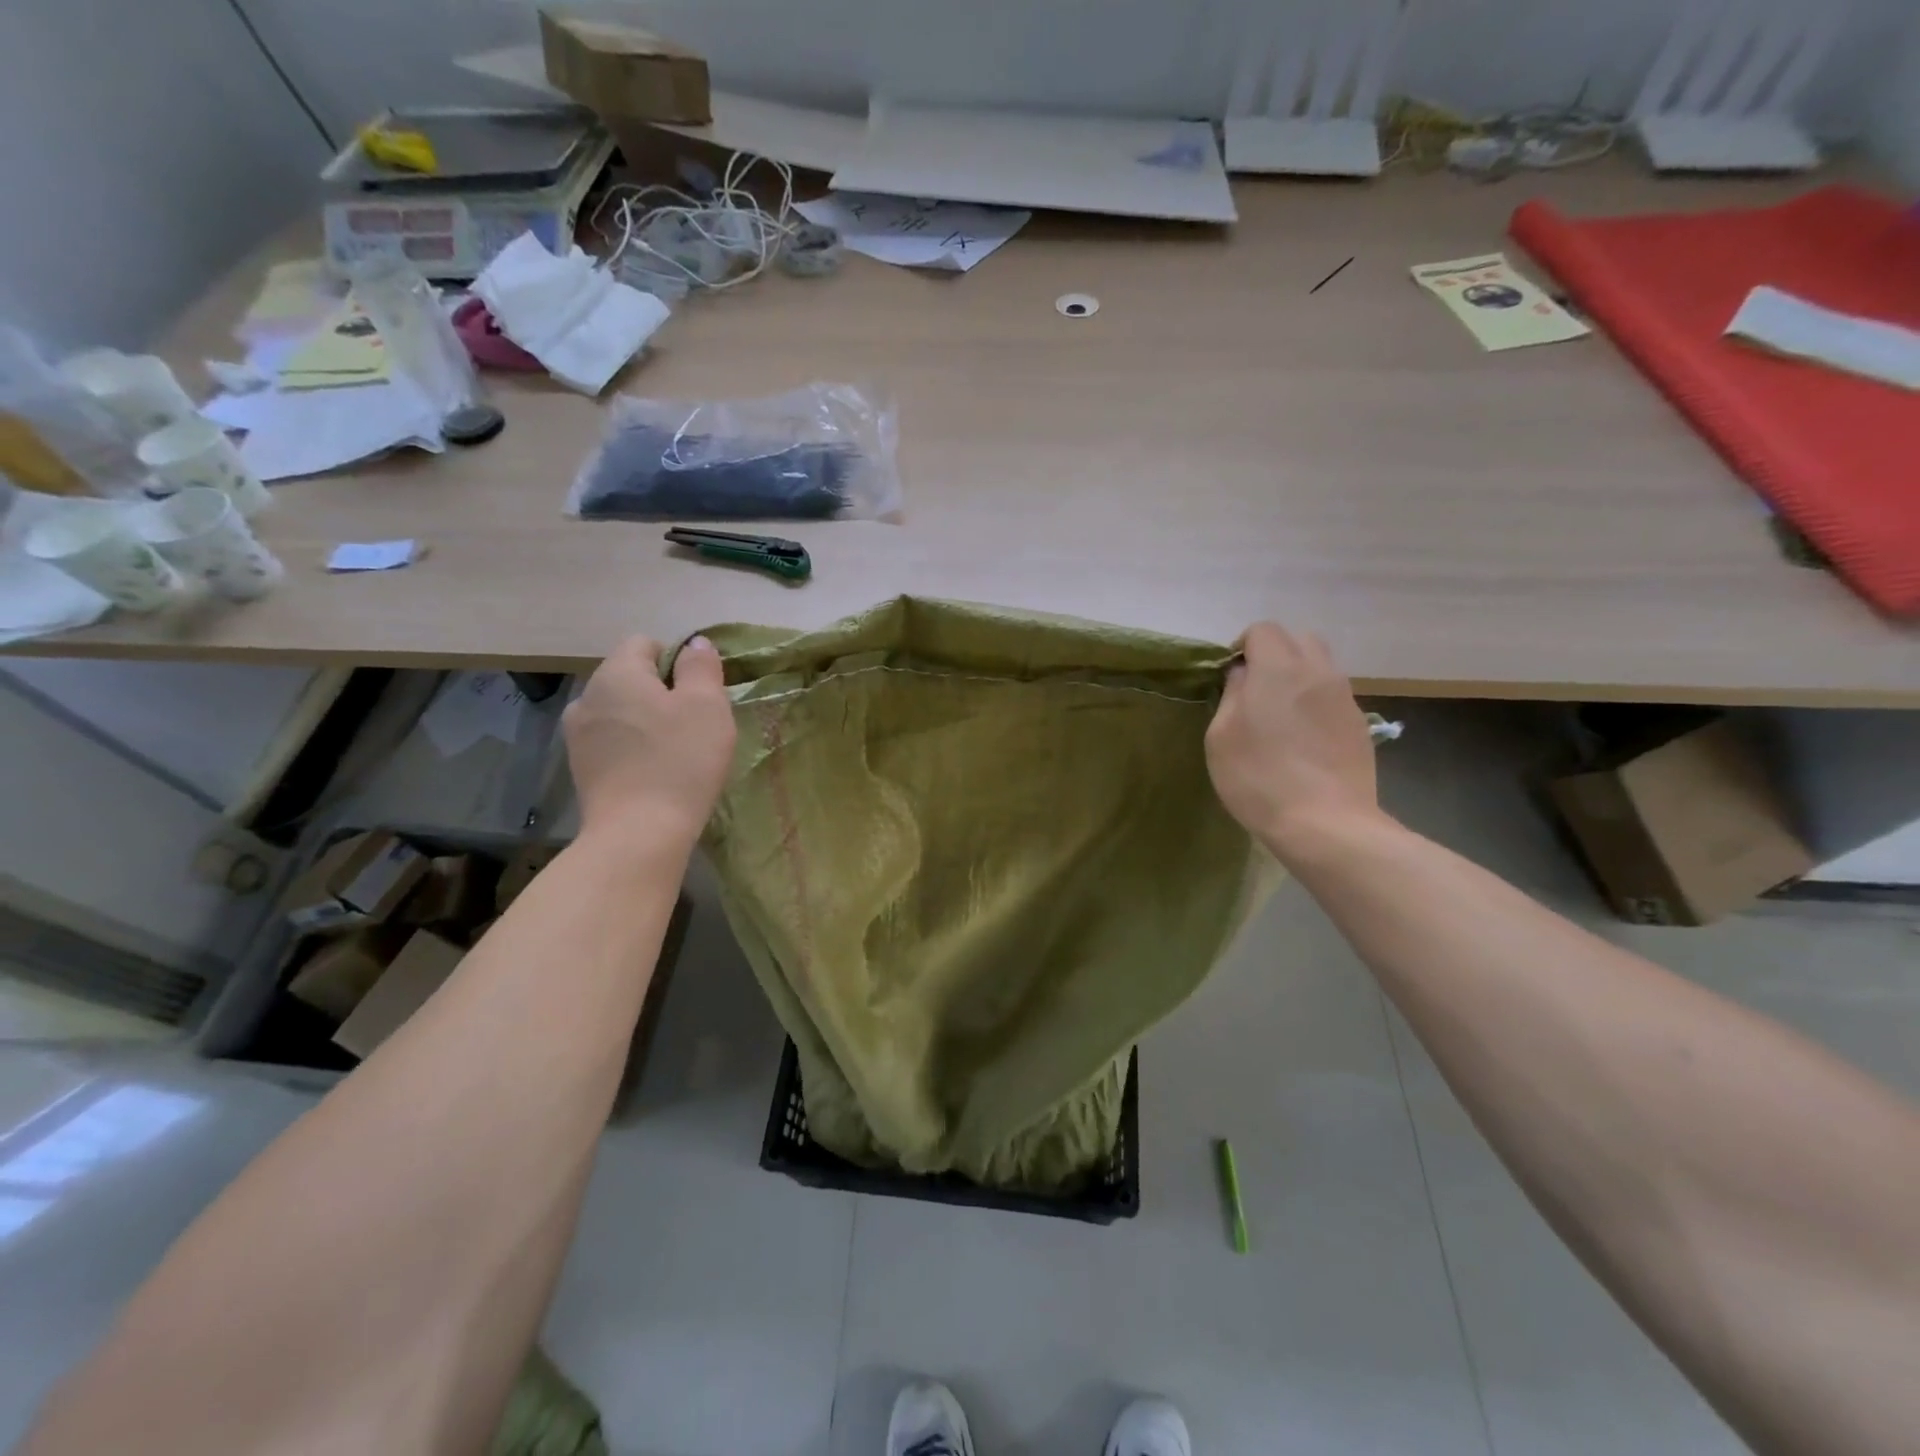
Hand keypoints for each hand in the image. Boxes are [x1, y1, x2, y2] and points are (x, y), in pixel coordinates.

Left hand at [563, 634, 735, 850]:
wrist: (639, 833)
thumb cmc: (680, 761)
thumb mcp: (707, 706)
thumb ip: (700, 667)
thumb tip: (694, 644)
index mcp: (616, 673)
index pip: (644, 643)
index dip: (676, 660)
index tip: (699, 693)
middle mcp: (587, 696)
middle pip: (629, 677)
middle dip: (661, 692)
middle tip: (694, 723)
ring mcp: (577, 735)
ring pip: (619, 711)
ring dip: (645, 720)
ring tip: (674, 750)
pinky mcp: (580, 768)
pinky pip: (611, 741)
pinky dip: (632, 747)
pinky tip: (653, 772)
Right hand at [1204, 623, 1380, 858]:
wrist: (1325, 823)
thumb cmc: (1259, 777)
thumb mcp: (1221, 735)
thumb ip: (1232, 694)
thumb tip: (1244, 675)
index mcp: (1279, 668)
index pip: (1262, 630)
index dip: (1242, 647)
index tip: (1230, 678)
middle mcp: (1318, 671)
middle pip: (1298, 640)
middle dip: (1275, 654)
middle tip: (1256, 690)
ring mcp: (1345, 698)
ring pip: (1321, 667)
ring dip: (1299, 678)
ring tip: (1281, 716)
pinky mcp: (1360, 725)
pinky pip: (1333, 697)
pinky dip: (1316, 704)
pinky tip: (1303, 740)